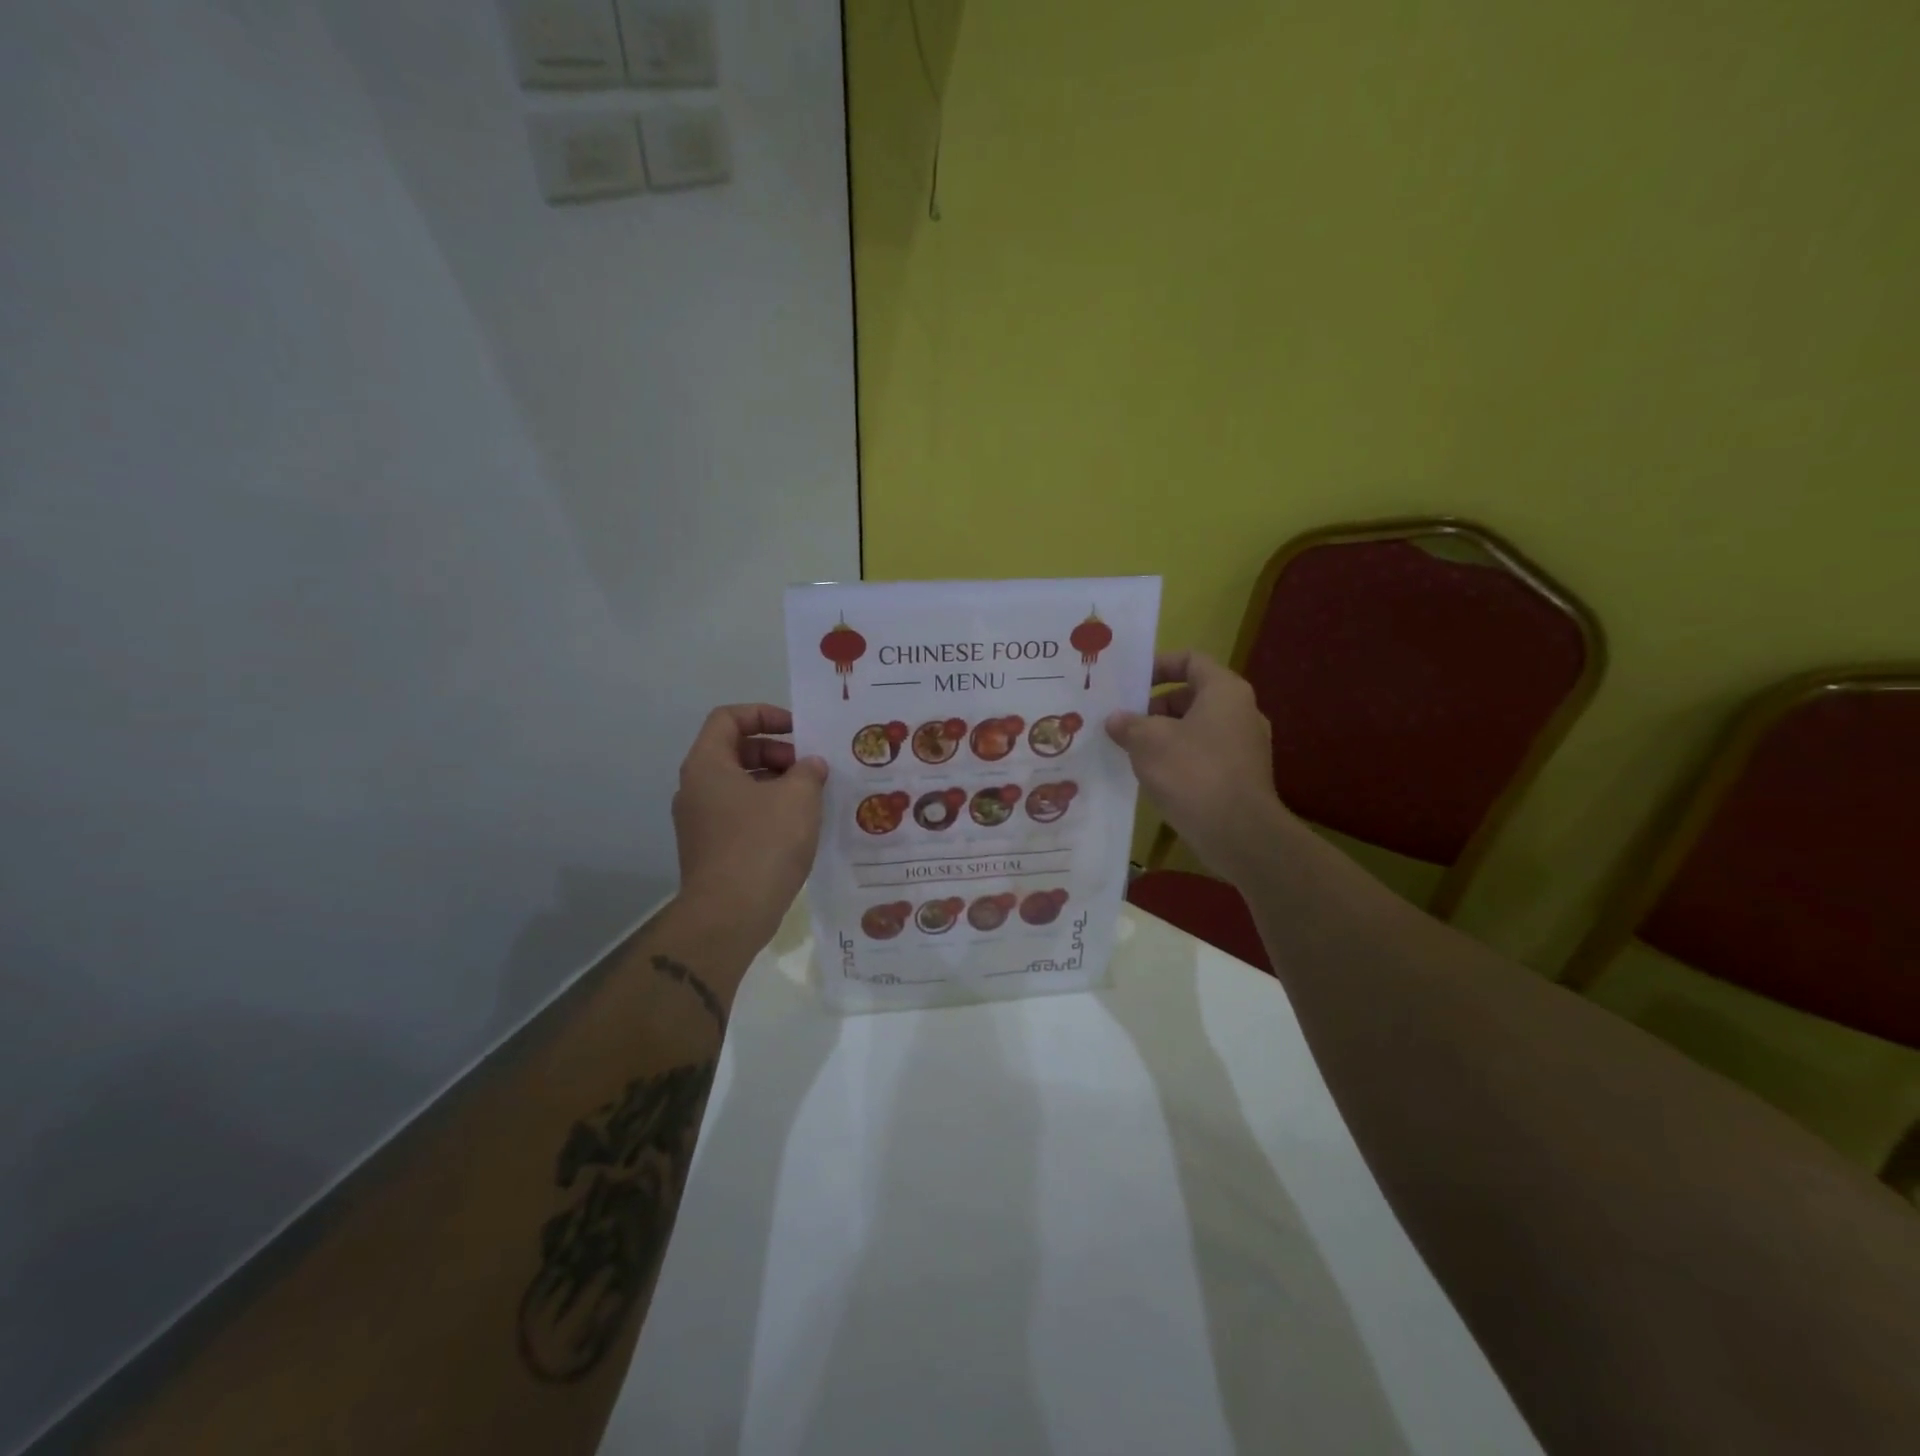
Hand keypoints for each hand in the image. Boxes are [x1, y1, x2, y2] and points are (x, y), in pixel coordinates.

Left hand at [672, 705, 826, 951]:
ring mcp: (699, 822)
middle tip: (810, 769)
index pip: (728, 718)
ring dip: (776, 783)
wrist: (729, 916)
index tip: (798, 731)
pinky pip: (740, 815)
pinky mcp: (710, 850)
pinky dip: (768, 810)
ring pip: (739, 785)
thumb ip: (809, 771)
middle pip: (735, 751)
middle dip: (776, 753)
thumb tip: (811, 766)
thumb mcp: (798, 797)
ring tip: (811, 798)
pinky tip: (798, 828)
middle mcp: (695, 788)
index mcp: (707, 765)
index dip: (764, 715)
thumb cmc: (763, 844)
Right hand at [1106, 651, 1292, 881]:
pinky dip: (1180, 759)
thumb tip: (1116, 720)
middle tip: (1123, 722)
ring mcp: (1246, 746)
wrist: (1238, 833)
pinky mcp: (1242, 776)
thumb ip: (1128, 724)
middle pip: (1192, 695)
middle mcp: (1241, 712)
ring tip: (1132, 750)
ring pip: (1197, 728)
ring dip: (1164, 735)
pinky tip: (1155, 776)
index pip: (1191, 660)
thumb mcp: (1148, 742)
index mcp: (1224, 691)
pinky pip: (1205, 755)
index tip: (1130, 683)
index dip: (1158, 665)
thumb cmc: (1192, 772)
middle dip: (1155, 707)